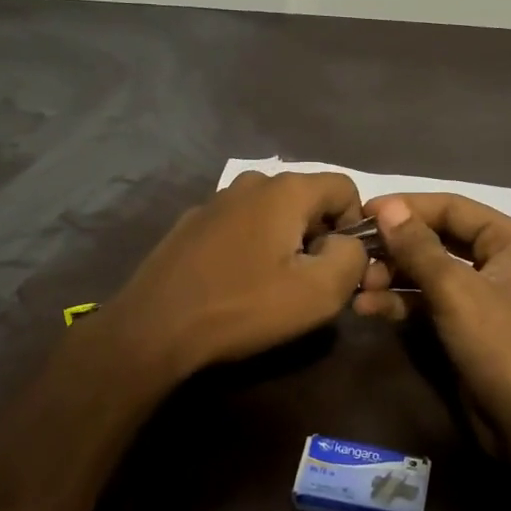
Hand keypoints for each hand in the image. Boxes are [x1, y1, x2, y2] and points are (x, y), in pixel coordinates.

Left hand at [94, 171, 368, 385]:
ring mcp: (216, 200)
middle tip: (308, 280)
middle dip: (318, 234)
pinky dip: (251, 246)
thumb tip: (347, 244)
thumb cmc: (244, 307)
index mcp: (286, 190)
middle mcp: (252, 182)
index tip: (341, 264)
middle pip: (307, 199)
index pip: (345, 187)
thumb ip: (352, 258)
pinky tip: (235, 282)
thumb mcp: (319, 292)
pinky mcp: (191, 223)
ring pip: (272, 212)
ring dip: (284, 241)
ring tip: (271, 284)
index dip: (356, 225)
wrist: (155, 327)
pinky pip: (240, 225)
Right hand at [352, 194, 510, 461]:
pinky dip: (401, 302)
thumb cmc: (499, 346)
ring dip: (393, 276)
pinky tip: (368, 308)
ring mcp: (483, 294)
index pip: (451, 207)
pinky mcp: (467, 325)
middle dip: (396, 247)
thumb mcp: (455, 291)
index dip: (406, 207)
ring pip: (430, 271)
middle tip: (355, 255)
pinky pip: (430, 301)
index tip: (362, 212)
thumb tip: (387, 207)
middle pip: (438, 238)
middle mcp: (500, 259)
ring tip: (358, 286)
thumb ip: (419, 247)